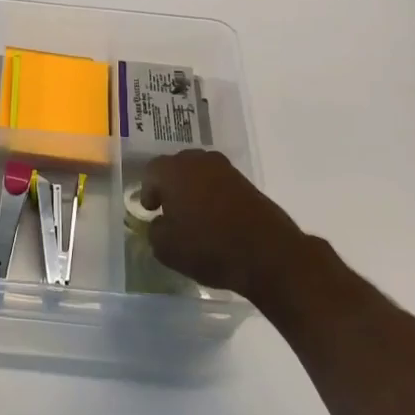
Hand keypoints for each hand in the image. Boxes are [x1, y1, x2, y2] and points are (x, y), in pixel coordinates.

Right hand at [138, 149, 308, 300]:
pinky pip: (219, 183)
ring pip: (199, 173)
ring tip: (193, 214)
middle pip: (176, 166)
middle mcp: (198, 161)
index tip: (150, 210)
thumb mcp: (166, 248)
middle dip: (170, 185)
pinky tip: (214, 217)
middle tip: (169, 208)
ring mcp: (225, 170)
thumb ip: (154, 230)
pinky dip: (213, 195)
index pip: (151, 171)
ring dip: (193, 188)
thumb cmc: (207, 247)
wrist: (267, 253)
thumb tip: (160, 223)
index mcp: (173, 171)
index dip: (148, 191)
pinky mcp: (246, 182)